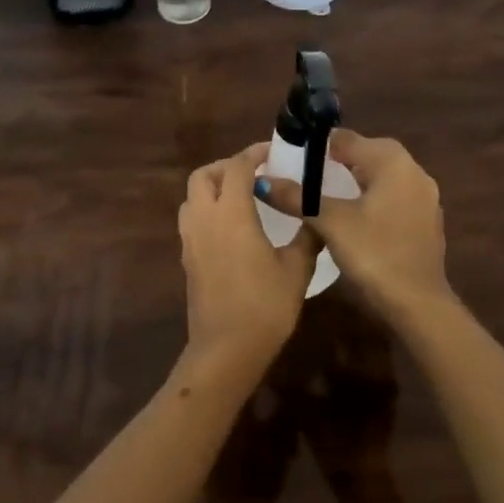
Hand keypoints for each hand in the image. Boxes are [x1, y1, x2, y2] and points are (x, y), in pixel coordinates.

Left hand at [177, 144, 320, 380]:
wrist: (226, 349)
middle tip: (253, 173)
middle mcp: (205, 219)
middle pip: (203, 175)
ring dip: (212, 188)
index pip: (236, 167)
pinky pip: (191, 220)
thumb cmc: (265, 306)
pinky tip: (232, 228)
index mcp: (231, 214)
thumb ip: (306, 236)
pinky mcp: (187, 259)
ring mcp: (191, 240)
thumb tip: (316, 216)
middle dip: (226, 167)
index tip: (273, 153)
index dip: (253, 153)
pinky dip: (207, 211)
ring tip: (241, 198)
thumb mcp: (297, 269)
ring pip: (192, 198)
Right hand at [258, 130, 451, 316]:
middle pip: (366, 154)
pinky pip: (391, 199)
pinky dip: (370, 201)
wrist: (418, 305)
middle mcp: (413, 171)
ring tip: (321, 197)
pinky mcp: (426, 222)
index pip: (347, 138)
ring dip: (353, 182)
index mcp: (392, 161)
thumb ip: (298, 197)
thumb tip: (262, 181)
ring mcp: (424, 198)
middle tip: (303, 176)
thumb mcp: (330, 222)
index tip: (291, 157)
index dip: (317, 145)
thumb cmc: (374, 254)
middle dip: (335, 162)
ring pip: (380, 178)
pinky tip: (350, 220)